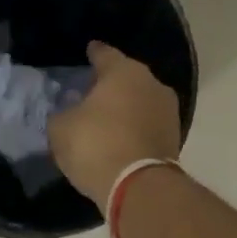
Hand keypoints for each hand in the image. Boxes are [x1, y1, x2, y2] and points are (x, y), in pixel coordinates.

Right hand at [48, 41, 182, 203]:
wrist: (138, 187)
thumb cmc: (96, 145)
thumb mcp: (61, 128)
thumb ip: (63, 113)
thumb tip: (69, 113)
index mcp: (123, 71)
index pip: (105, 54)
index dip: (94, 53)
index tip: (89, 50)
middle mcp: (151, 83)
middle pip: (127, 76)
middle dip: (111, 82)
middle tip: (93, 90)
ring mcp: (168, 110)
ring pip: (141, 100)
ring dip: (126, 106)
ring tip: (107, 116)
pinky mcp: (175, 137)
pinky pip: (148, 123)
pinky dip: (136, 127)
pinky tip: (121, 135)